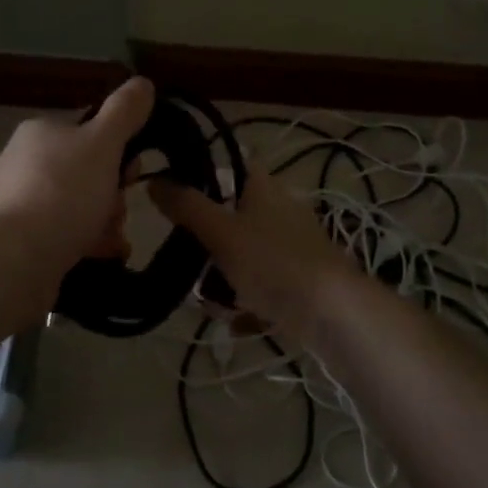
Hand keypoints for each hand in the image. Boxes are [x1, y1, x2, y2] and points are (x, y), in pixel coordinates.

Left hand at [0, 76, 156, 280]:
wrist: (17, 259)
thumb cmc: (64, 192)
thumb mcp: (103, 144)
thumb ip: (125, 112)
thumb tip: (142, 83)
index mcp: (41, 132)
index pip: (91, 131)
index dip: (119, 150)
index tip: (131, 173)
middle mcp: (25, 162)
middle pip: (89, 172)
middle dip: (113, 194)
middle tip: (118, 211)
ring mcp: (20, 202)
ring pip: (80, 205)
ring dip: (105, 221)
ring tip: (112, 240)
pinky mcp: (22, 239)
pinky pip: (66, 233)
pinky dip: (87, 242)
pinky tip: (102, 254)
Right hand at [148, 167, 358, 346]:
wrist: (333, 313)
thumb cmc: (273, 263)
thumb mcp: (221, 232)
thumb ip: (186, 206)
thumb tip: (154, 180)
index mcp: (264, 189)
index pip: (231, 166)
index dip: (201, 174)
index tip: (173, 195)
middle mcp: (280, 212)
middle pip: (231, 217)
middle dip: (205, 244)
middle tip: (185, 262)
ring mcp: (291, 249)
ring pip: (243, 256)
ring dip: (222, 279)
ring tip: (209, 303)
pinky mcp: (298, 282)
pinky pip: (260, 287)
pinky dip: (245, 303)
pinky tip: (234, 321)